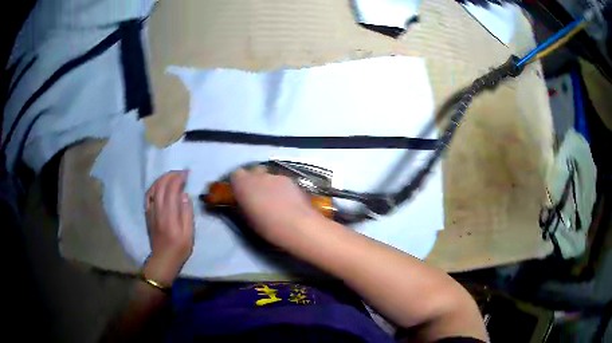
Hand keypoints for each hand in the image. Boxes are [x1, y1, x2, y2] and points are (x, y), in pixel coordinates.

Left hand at [143, 170, 193, 285]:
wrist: (163, 259)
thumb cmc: (179, 248)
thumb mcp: (189, 234)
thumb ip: (187, 213)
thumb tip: (184, 195)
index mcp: (169, 214)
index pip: (172, 189)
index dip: (178, 178)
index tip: (186, 174)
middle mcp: (158, 209)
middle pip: (161, 185)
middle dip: (170, 175)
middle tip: (180, 173)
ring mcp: (151, 211)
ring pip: (153, 188)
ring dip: (162, 179)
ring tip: (171, 177)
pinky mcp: (147, 214)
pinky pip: (148, 196)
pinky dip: (154, 187)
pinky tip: (159, 186)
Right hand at [230, 167, 324, 245]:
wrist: (298, 226)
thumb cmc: (267, 227)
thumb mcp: (247, 220)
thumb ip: (242, 206)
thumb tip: (242, 202)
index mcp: (243, 184)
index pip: (235, 175)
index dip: (237, 183)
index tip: (239, 194)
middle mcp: (259, 175)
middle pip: (253, 171)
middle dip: (253, 180)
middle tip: (256, 196)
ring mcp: (277, 176)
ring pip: (269, 176)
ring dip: (268, 184)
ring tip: (273, 201)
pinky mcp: (292, 180)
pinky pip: (282, 182)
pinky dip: (281, 188)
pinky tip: (286, 202)